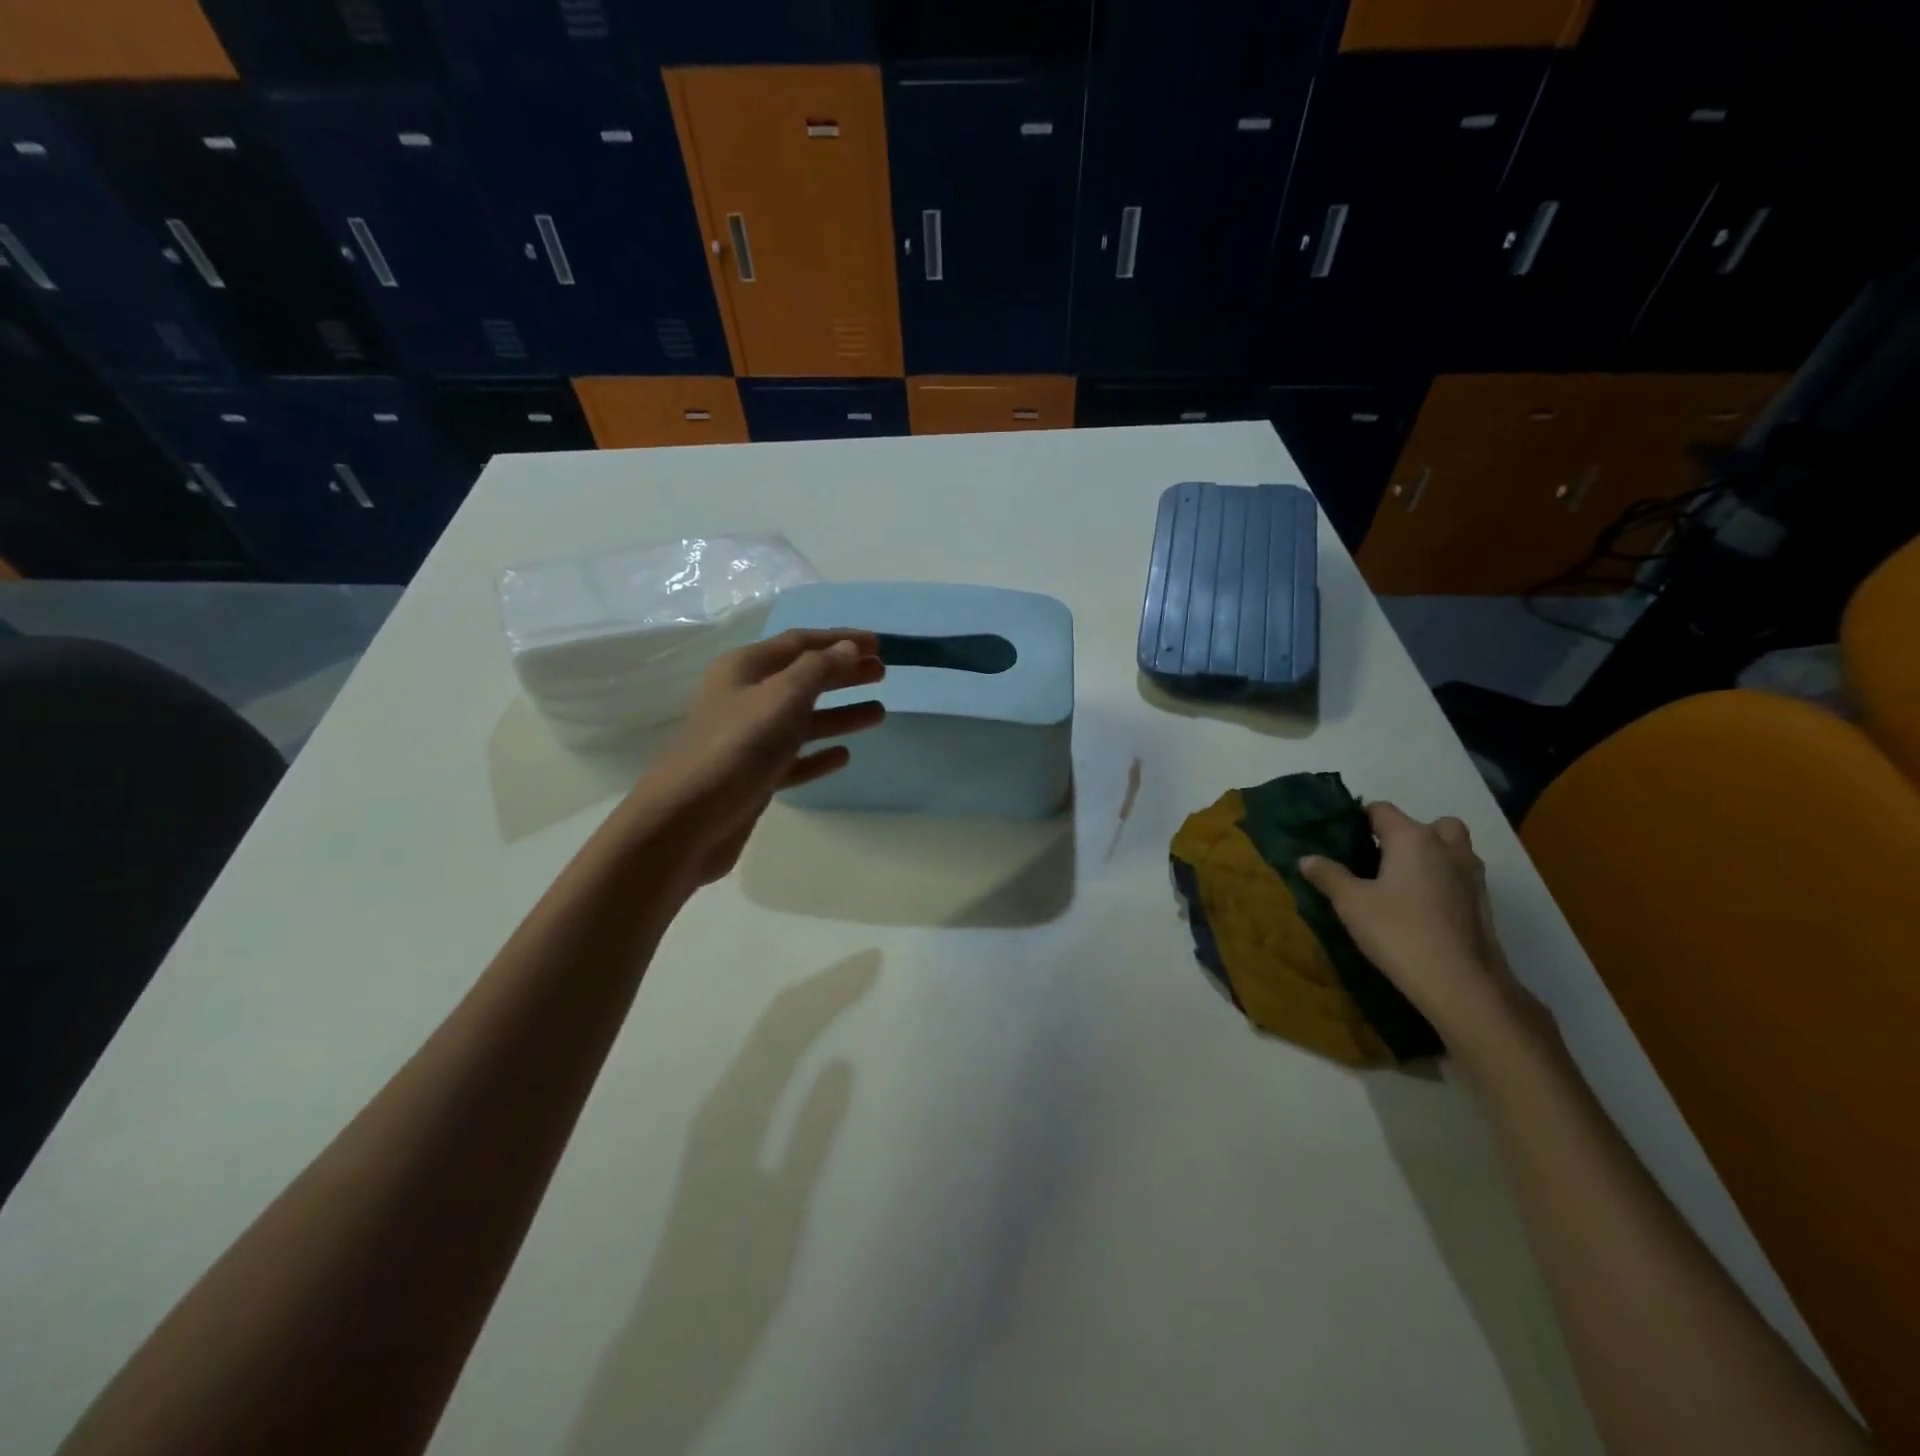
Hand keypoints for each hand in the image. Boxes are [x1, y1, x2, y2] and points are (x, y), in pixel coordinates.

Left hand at [628, 629, 885, 885]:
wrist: (687, 821)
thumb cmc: (736, 748)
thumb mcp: (782, 698)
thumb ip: (819, 670)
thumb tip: (849, 649)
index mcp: (746, 669)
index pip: (801, 643)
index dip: (840, 640)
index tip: (879, 644)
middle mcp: (746, 698)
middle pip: (803, 679)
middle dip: (843, 674)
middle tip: (882, 675)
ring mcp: (750, 740)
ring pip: (803, 720)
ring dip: (839, 714)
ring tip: (878, 713)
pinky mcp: (754, 776)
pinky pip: (794, 758)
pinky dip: (818, 754)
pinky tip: (843, 755)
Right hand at [1299, 803, 1543, 1053]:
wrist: (1461, 984)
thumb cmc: (1399, 932)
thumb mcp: (1351, 903)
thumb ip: (1328, 875)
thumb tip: (1307, 858)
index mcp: (1412, 838)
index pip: (1381, 810)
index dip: (1359, 820)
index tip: (1341, 841)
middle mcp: (1446, 847)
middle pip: (1427, 824)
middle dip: (1404, 834)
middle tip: (1379, 860)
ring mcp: (1471, 874)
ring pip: (1450, 848)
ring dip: (1430, 855)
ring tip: (1401, 882)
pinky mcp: (1483, 902)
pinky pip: (1459, 875)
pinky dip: (1443, 880)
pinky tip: (1421, 908)